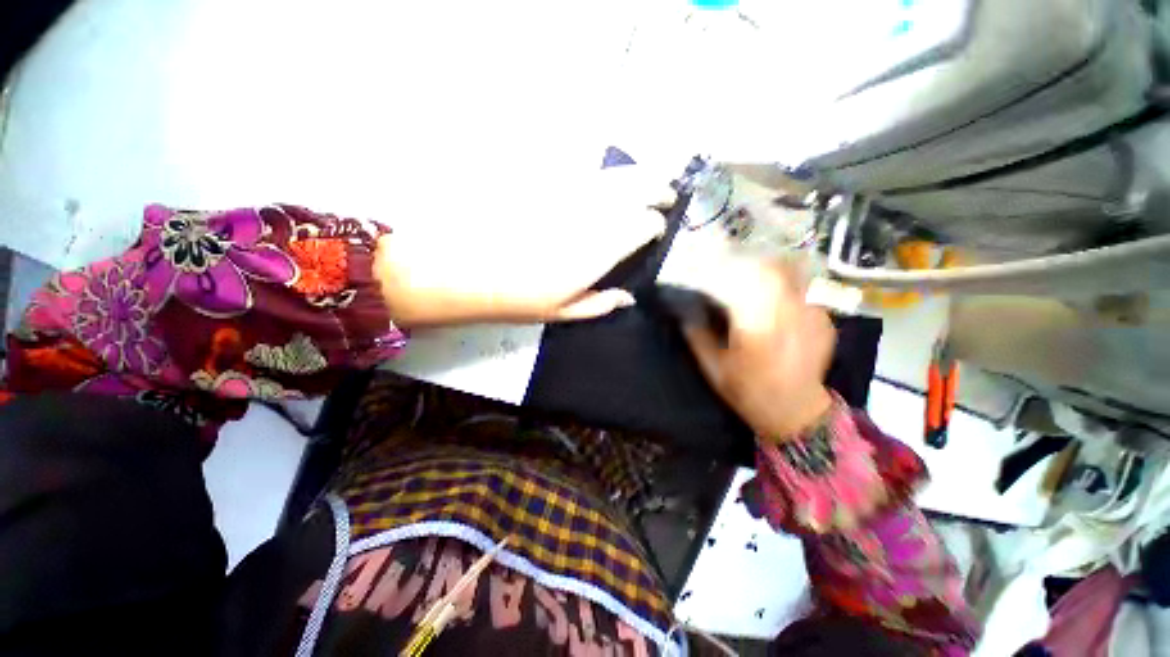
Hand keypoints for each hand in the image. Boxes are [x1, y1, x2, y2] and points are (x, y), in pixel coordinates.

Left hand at [374, 166, 671, 326]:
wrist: (464, 268)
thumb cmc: (517, 297)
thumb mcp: (562, 311)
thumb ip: (600, 303)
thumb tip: (629, 297)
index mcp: (599, 250)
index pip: (643, 225)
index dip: (655, 225)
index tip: (656, 230)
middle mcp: (591, 216)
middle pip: (635, 191)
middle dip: (657, 189)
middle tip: (667, 192)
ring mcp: (568, 194)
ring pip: (613, 175)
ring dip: (636, 175)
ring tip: (648, 179)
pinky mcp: (548, 181)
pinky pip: (583, 170)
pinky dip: (602, 173)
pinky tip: (607, 178)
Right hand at [682, 256, 836, 440]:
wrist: (795, 411)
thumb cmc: (748, 391)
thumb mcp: (712, 367)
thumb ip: (697, 335)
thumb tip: (684, 311)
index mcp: (755, 324)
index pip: (738, 279)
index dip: (722, 266)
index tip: (708, 263)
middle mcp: (786, 313)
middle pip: (770, 267)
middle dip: (748, 259)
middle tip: (733, 261)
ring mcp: (811, 314)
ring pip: (793, 273)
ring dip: (770, 266)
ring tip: (755, 271)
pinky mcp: (824, 320)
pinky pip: (806, 289)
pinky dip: (789, 284)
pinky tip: (778, 296)